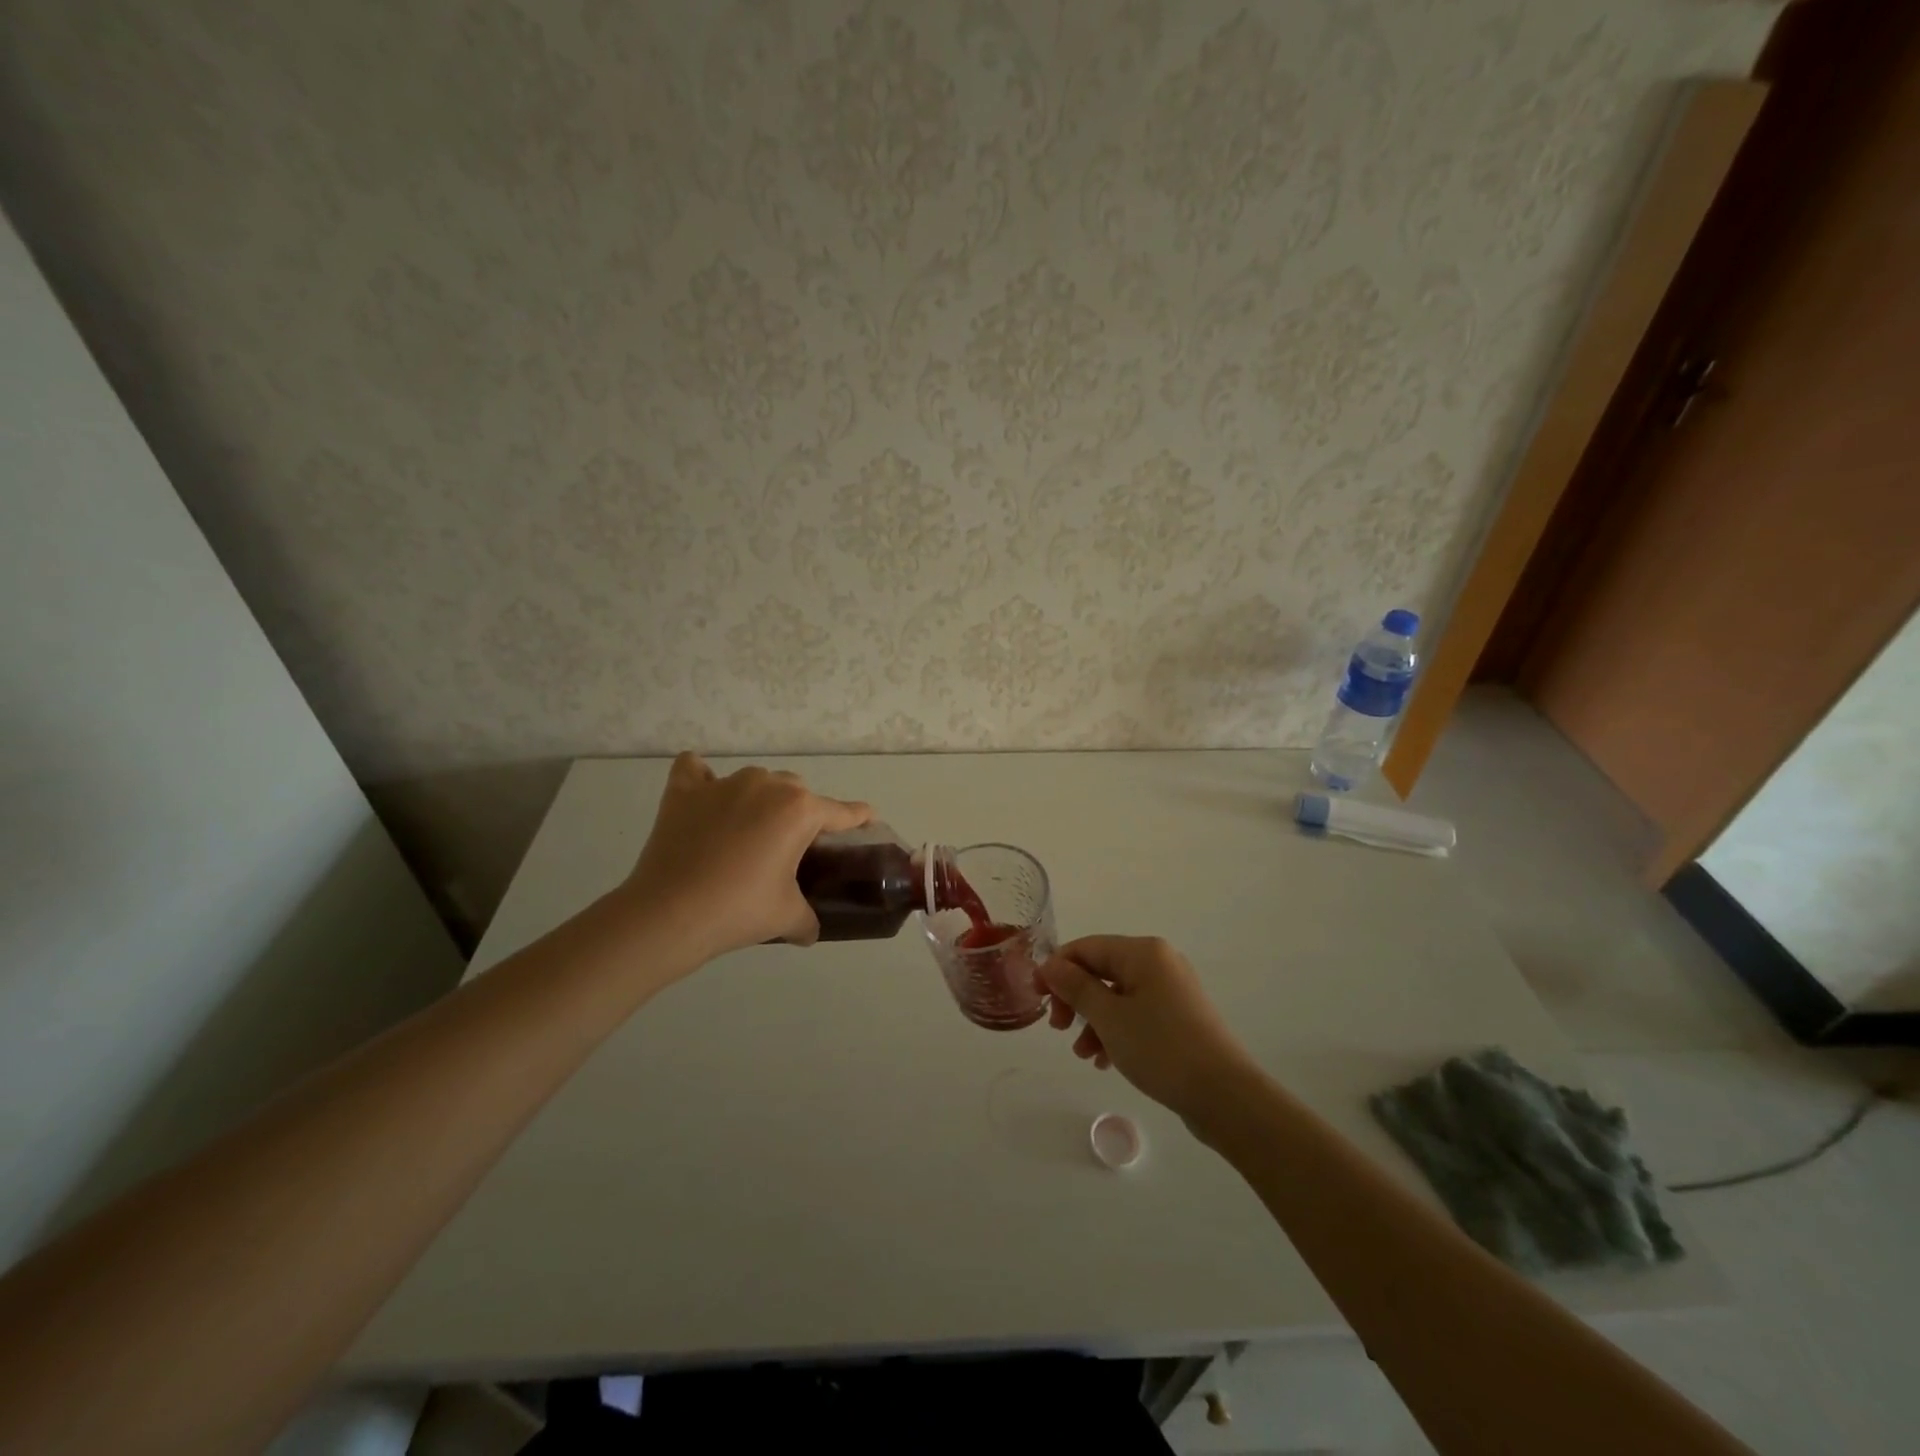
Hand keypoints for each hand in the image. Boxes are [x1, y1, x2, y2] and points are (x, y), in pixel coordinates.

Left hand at [623, 753, 871, 961]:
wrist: (669, 915)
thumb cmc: (738, 911)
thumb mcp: (788, 918)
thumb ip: (809, 919)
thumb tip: (810, 930)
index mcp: (800, 811)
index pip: (843, 811)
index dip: (860, 817)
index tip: (868, 820)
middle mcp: (767, 786)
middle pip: (798, 791)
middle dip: (801, 814)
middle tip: (791, 849)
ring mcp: (723, 784)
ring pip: (756, 781)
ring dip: (760, 800)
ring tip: (748, 833)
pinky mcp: (684, 791)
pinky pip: (696, 771)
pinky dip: (703, 781)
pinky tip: (704, 799)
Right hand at [1037, 935, 1265, 1125]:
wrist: (1225, 1095)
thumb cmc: (1161, 1048)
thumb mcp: (1109, 1017)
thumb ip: (1076, 987)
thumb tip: (1051, 965)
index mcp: (1143, 952)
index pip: (1087, 947)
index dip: (1056, 968)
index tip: (1036, 997)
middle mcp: (1159, 962)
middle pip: (1102, 970)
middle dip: (1075, 998)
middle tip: (1057, 1027)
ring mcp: (1173, 990)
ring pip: (1118, 996)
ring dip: (1093, 1020)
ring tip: (1083, 1053)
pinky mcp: (1180, 1017)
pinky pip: (1137, 1014)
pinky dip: (1116, 1031)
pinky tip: (1106, 1061)